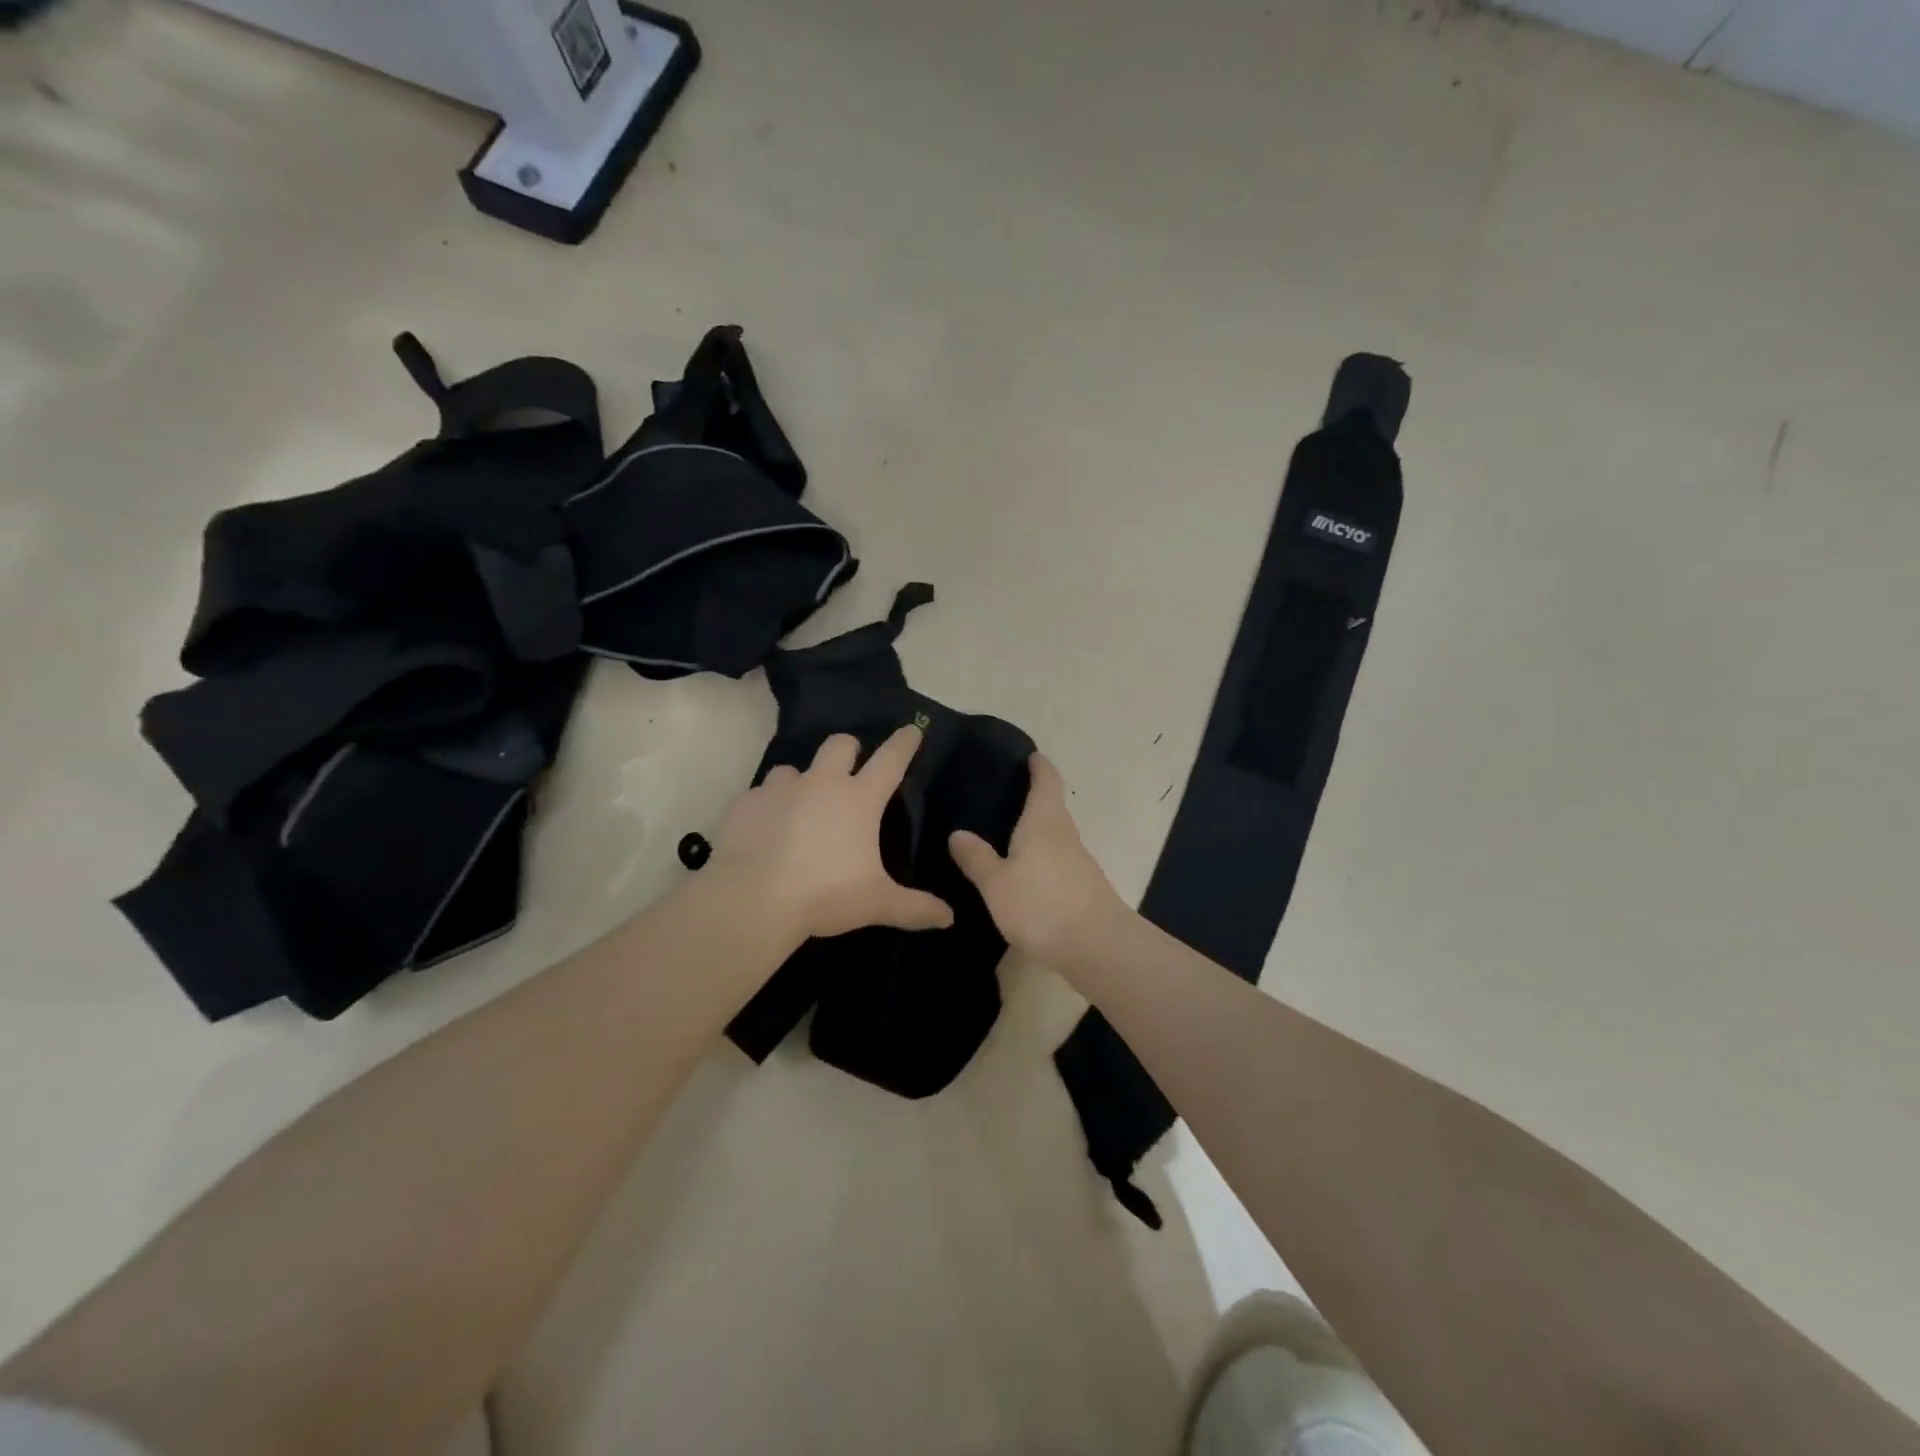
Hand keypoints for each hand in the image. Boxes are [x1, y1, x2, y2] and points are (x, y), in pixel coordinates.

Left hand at [707, 727, 954, 942]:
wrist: (753, 900)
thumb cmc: (825, 895)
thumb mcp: (877, 904)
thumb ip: (915, 908)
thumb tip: (949, 918)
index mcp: (859, 800)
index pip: (890, 760)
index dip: (904, 743)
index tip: (912, 729)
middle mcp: (821, 783)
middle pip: (840, 745)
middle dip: (849, 749)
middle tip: (850, 767)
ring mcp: (780, 789)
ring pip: (793, 768)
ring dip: (801, 781)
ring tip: (800, 806)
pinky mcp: (746, 803)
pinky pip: (760, 795)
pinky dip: (767, 807)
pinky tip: (765, 830)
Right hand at [949, 754, 1126, 967]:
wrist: (1097, 947)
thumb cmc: (1041, 904)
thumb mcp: (997, 883)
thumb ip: (977, 858)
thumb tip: (958, 833)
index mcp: (1044, 822)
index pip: (1046, 780)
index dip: (1039, 766)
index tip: (1030, 755)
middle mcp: (1064, 834)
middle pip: (1051, 807)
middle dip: (1032, 798)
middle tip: (1001, 796)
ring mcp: (1078, 862)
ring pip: (1054, 836)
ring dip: (1036, 831)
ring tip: (1004, 834)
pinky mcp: (1082, 887)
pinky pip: (1057, 861)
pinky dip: (1040, 857)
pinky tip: (1023, 872)